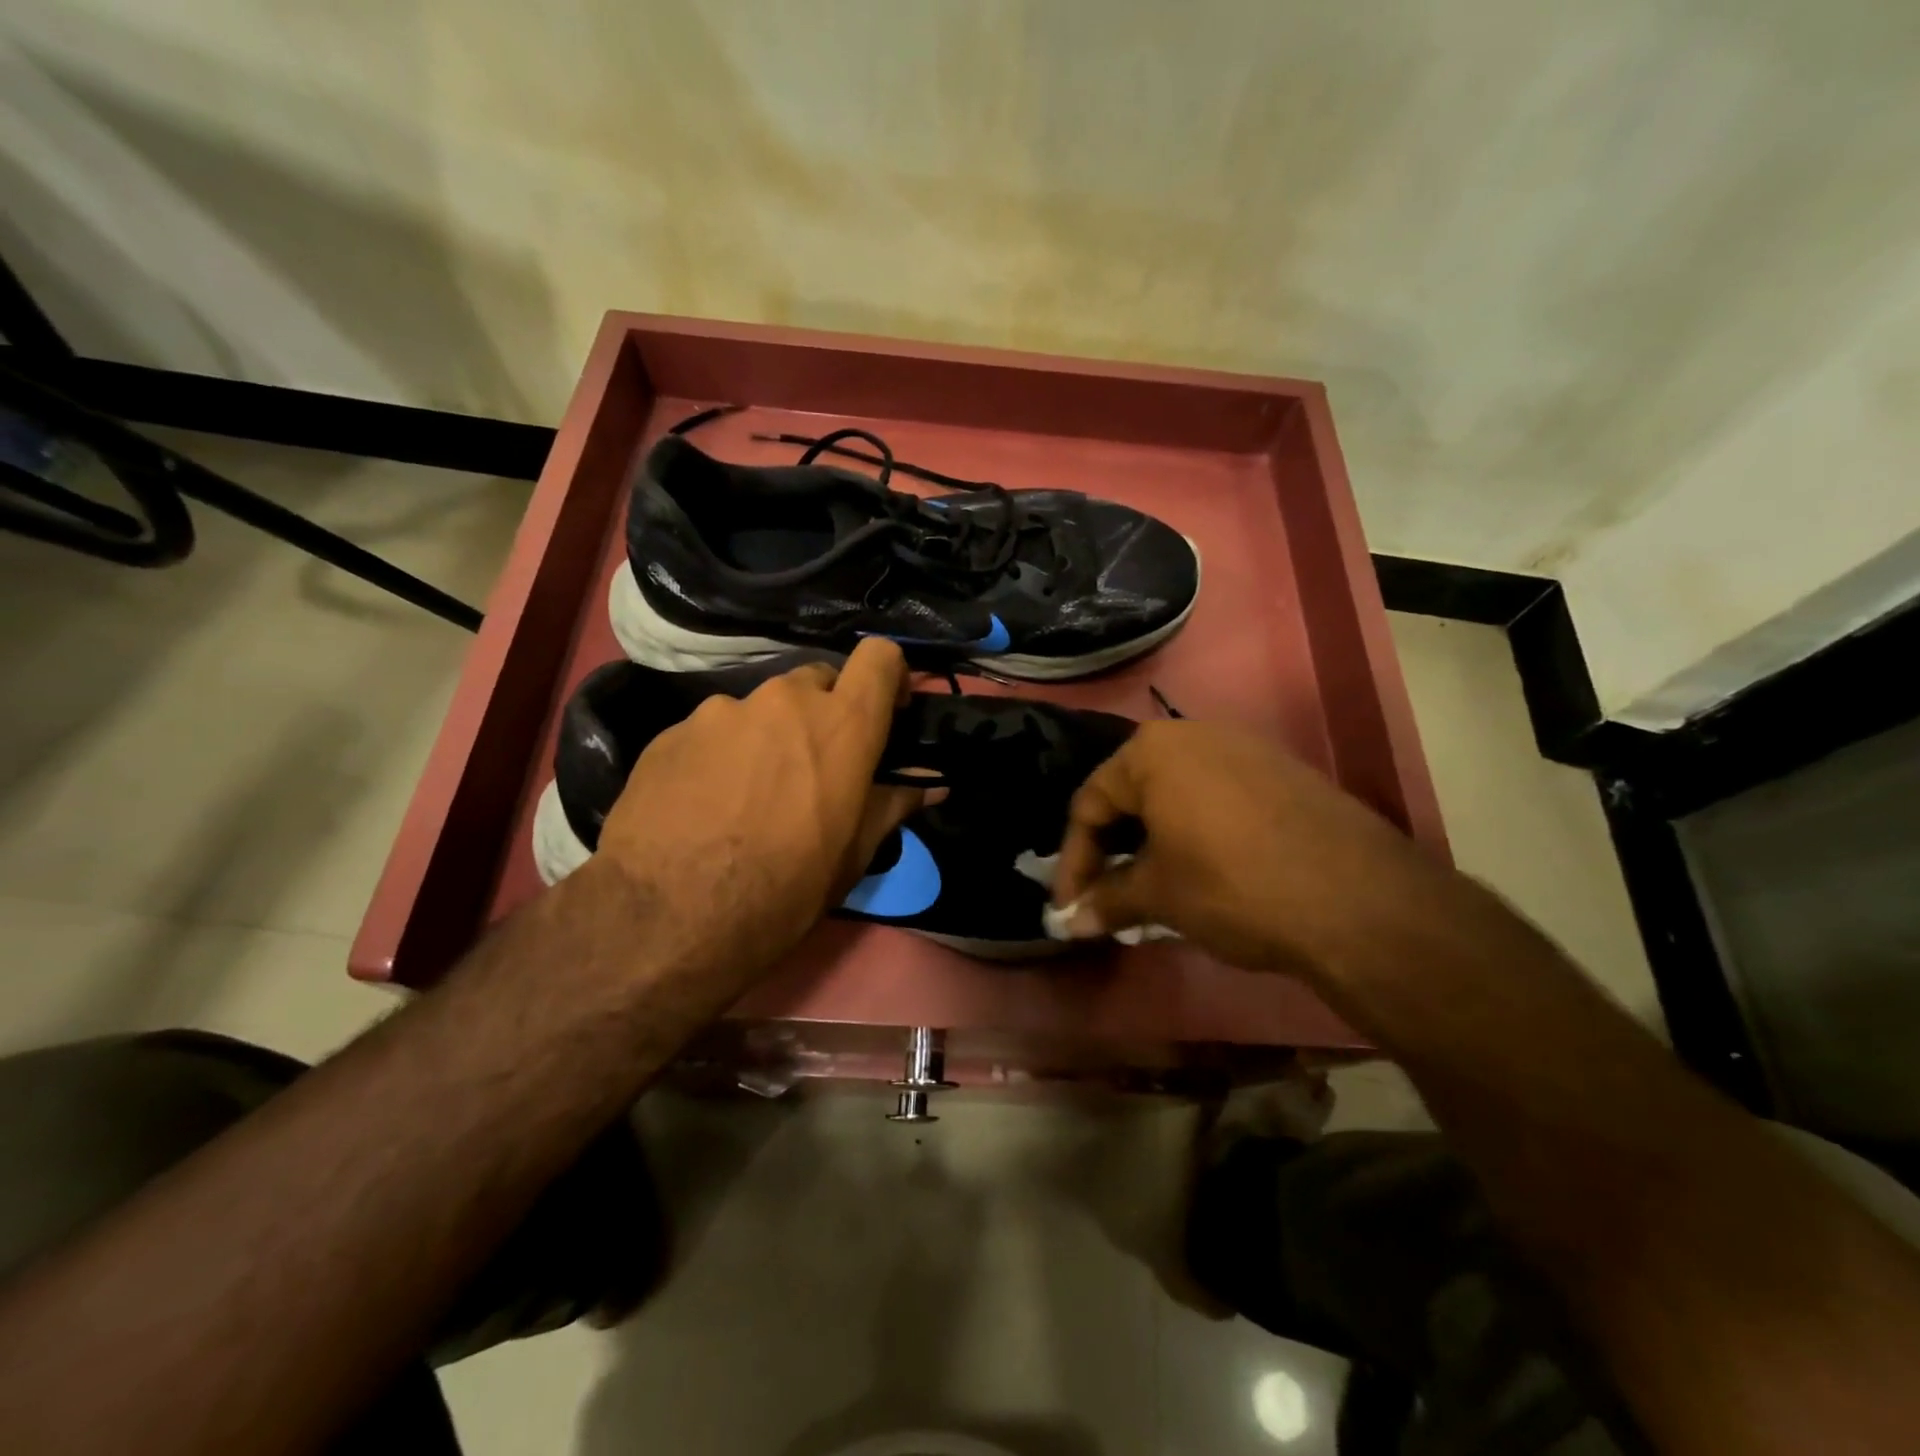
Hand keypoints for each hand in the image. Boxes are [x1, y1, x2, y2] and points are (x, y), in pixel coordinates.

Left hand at [594, 638, 923, 988]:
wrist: (672, 916)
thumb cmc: (786, 887)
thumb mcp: (854, 853)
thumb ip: (895, 803)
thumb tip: (933, 784)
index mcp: (841, 724)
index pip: (879, 657)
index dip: (889, 675)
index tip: (886, 709)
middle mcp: (783, 701)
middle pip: (817, 681)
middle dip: (824, 713)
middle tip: (815, 765)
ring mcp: (722, 711)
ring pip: (761, 709)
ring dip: (768, 737)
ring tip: (751, 793)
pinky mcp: (672, 732)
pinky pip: (712, 732)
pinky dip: (721, 755)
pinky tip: (707, 804)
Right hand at [1051, 721, 1447, 983]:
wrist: (1358, 900)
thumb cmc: (1232, 886)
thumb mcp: (1159, 896)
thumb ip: (1107, 901)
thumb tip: (1069, 923)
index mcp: (1152, 751)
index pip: (1090, 803)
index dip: (1074, 861)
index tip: (1071, 906)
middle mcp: (1195, 734)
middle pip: (1132, 793)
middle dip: (1113, 848)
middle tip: (1107, 895)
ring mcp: (1246, 748)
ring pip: (1177, 794)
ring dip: (1154, 841)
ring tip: (1153, 888)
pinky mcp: (1284, 772)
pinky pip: (1219, 797)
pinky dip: (1197, 831)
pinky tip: (1206, 871)